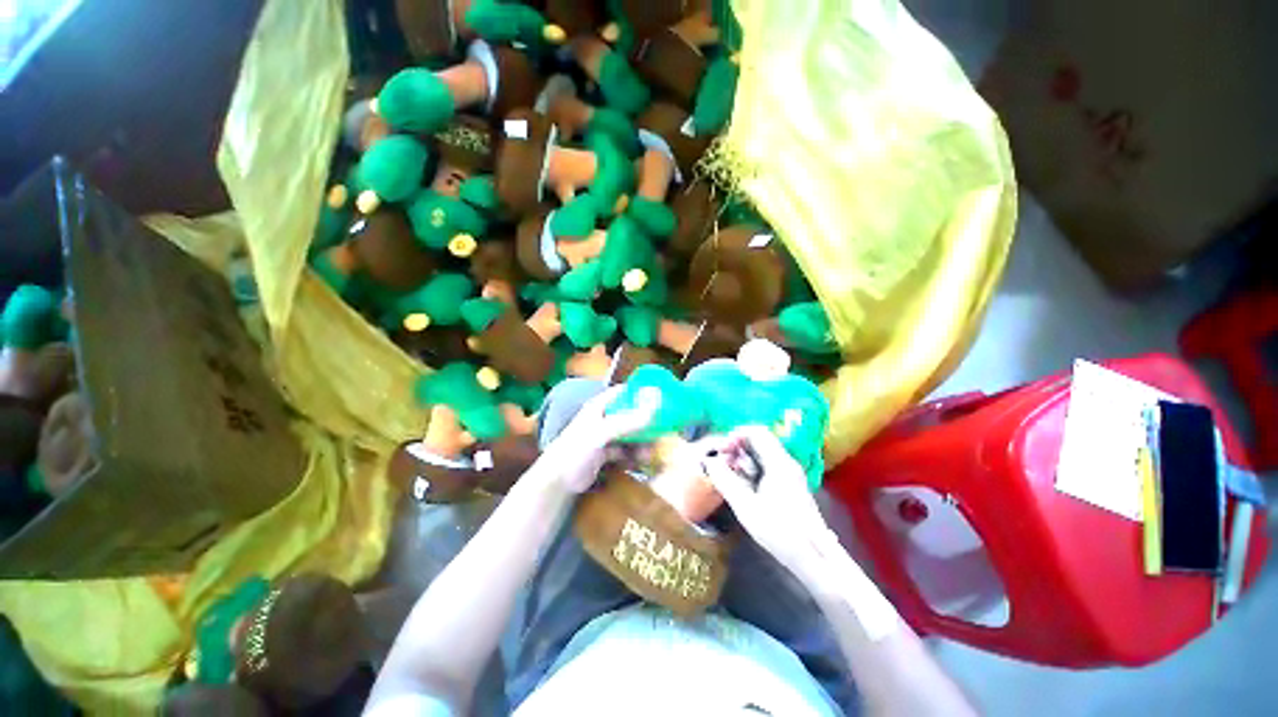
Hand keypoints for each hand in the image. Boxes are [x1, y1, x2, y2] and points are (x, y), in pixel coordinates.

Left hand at [536, 386, 655, 493]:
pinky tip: (641, 463)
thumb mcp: (602, 434)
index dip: (642, 392)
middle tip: (663, 431)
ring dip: (642, 442)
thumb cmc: (575, 451)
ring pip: (631, 434)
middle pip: (632, 414)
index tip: (662, 398)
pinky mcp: (607, 453)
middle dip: (647, 423)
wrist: (557, 483)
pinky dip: (635, 455)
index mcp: (600, 406)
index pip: (624, 392)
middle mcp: (605, 418)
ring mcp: (606, 436)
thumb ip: (627, 422)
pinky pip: (627, 450)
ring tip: (650, 454)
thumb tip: (654, 409)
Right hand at [701, 426, 838, 575]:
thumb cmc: (780, 531)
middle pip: (759, 441)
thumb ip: (725, 480)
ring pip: (762, 455)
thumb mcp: (746, 506)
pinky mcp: (790, 487)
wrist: (816, 558)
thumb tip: (708, 461)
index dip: (736, 435)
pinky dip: (752, 471)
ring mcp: (790, 475)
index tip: (721, 450)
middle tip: (722, 464)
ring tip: (729, 477)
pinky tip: (743, 487)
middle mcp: (786, 463)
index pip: (757, 432)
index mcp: (779, 462)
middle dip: (737, 448)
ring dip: (743, 460)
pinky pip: (767, 467)